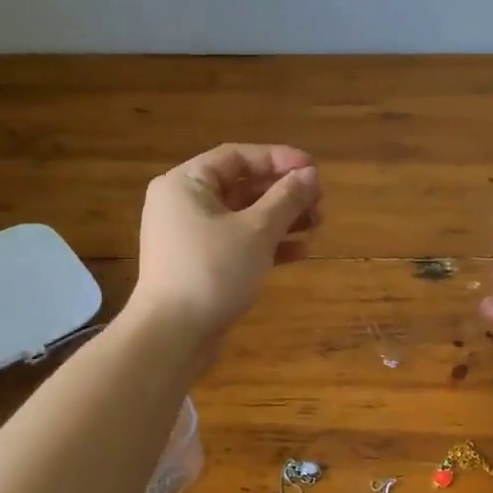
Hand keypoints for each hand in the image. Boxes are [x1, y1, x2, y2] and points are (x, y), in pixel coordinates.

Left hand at [128, 143, 321, 357]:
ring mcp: (190, 237)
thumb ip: (286, 199)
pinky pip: (238, 243)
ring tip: (317, 224)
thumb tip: (310, 174)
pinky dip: (266, 244)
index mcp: (186, 184)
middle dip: (283, 192)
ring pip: (243, 217)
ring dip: (281, 218)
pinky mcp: (200, 265)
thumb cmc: (212, 271)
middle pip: (241, 186)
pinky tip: (300, 252)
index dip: (278, 159)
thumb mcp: (256, 231)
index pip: (237, 157)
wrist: (173, 335)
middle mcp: (184, 204)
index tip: (313, 169)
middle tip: (319, 200)